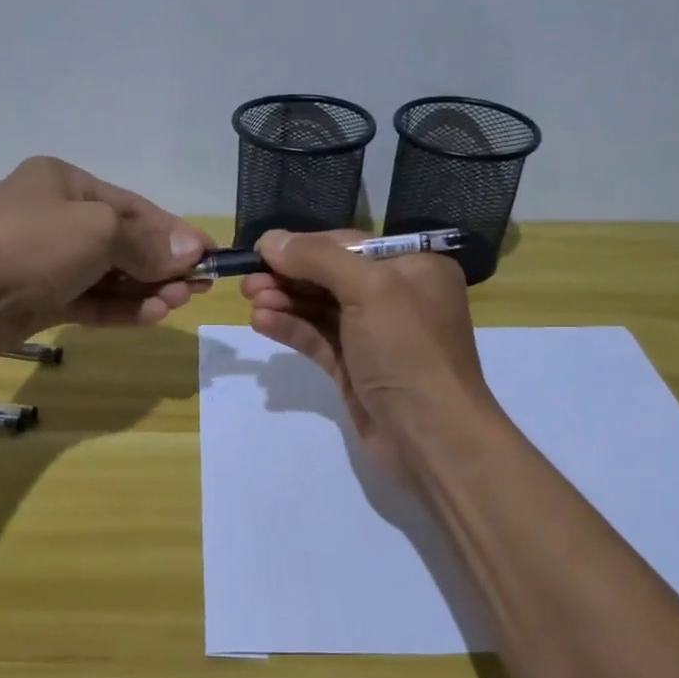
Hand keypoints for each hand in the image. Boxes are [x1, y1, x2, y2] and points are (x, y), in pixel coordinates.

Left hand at [0, 157, 214, 354]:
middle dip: (162, 264)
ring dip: (146, 289)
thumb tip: (191, 251)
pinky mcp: (43, 299)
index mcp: (67, 184)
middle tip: (199, 286)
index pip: (134, 207)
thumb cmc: (31, 243)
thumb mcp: (98, 230)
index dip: (174, 231)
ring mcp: (49, 261)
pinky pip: (92, 301)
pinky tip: (153, 315)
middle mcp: (58, 218)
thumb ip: (146, 243)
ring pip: (110, 275)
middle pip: (124, 242)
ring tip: (179, 302)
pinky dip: (121, 308)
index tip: (210, 253)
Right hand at [240, 229, 494, 481]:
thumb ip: (318, 259)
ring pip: (321, 308)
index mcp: (414, 267)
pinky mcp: (355, 368)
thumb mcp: (370, 289)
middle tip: (247, 280)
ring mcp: (374, 335)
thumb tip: (271, 240)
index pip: (349, 246)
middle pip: (331, 276)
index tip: (260, 249)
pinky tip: (262, 323)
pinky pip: (318, 338)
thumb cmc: (408, 350)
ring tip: (250, 300)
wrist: (430, 437)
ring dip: (285, 301)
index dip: (303, 246)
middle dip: (289, 275)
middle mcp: (396, 296)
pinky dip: (291, 328)